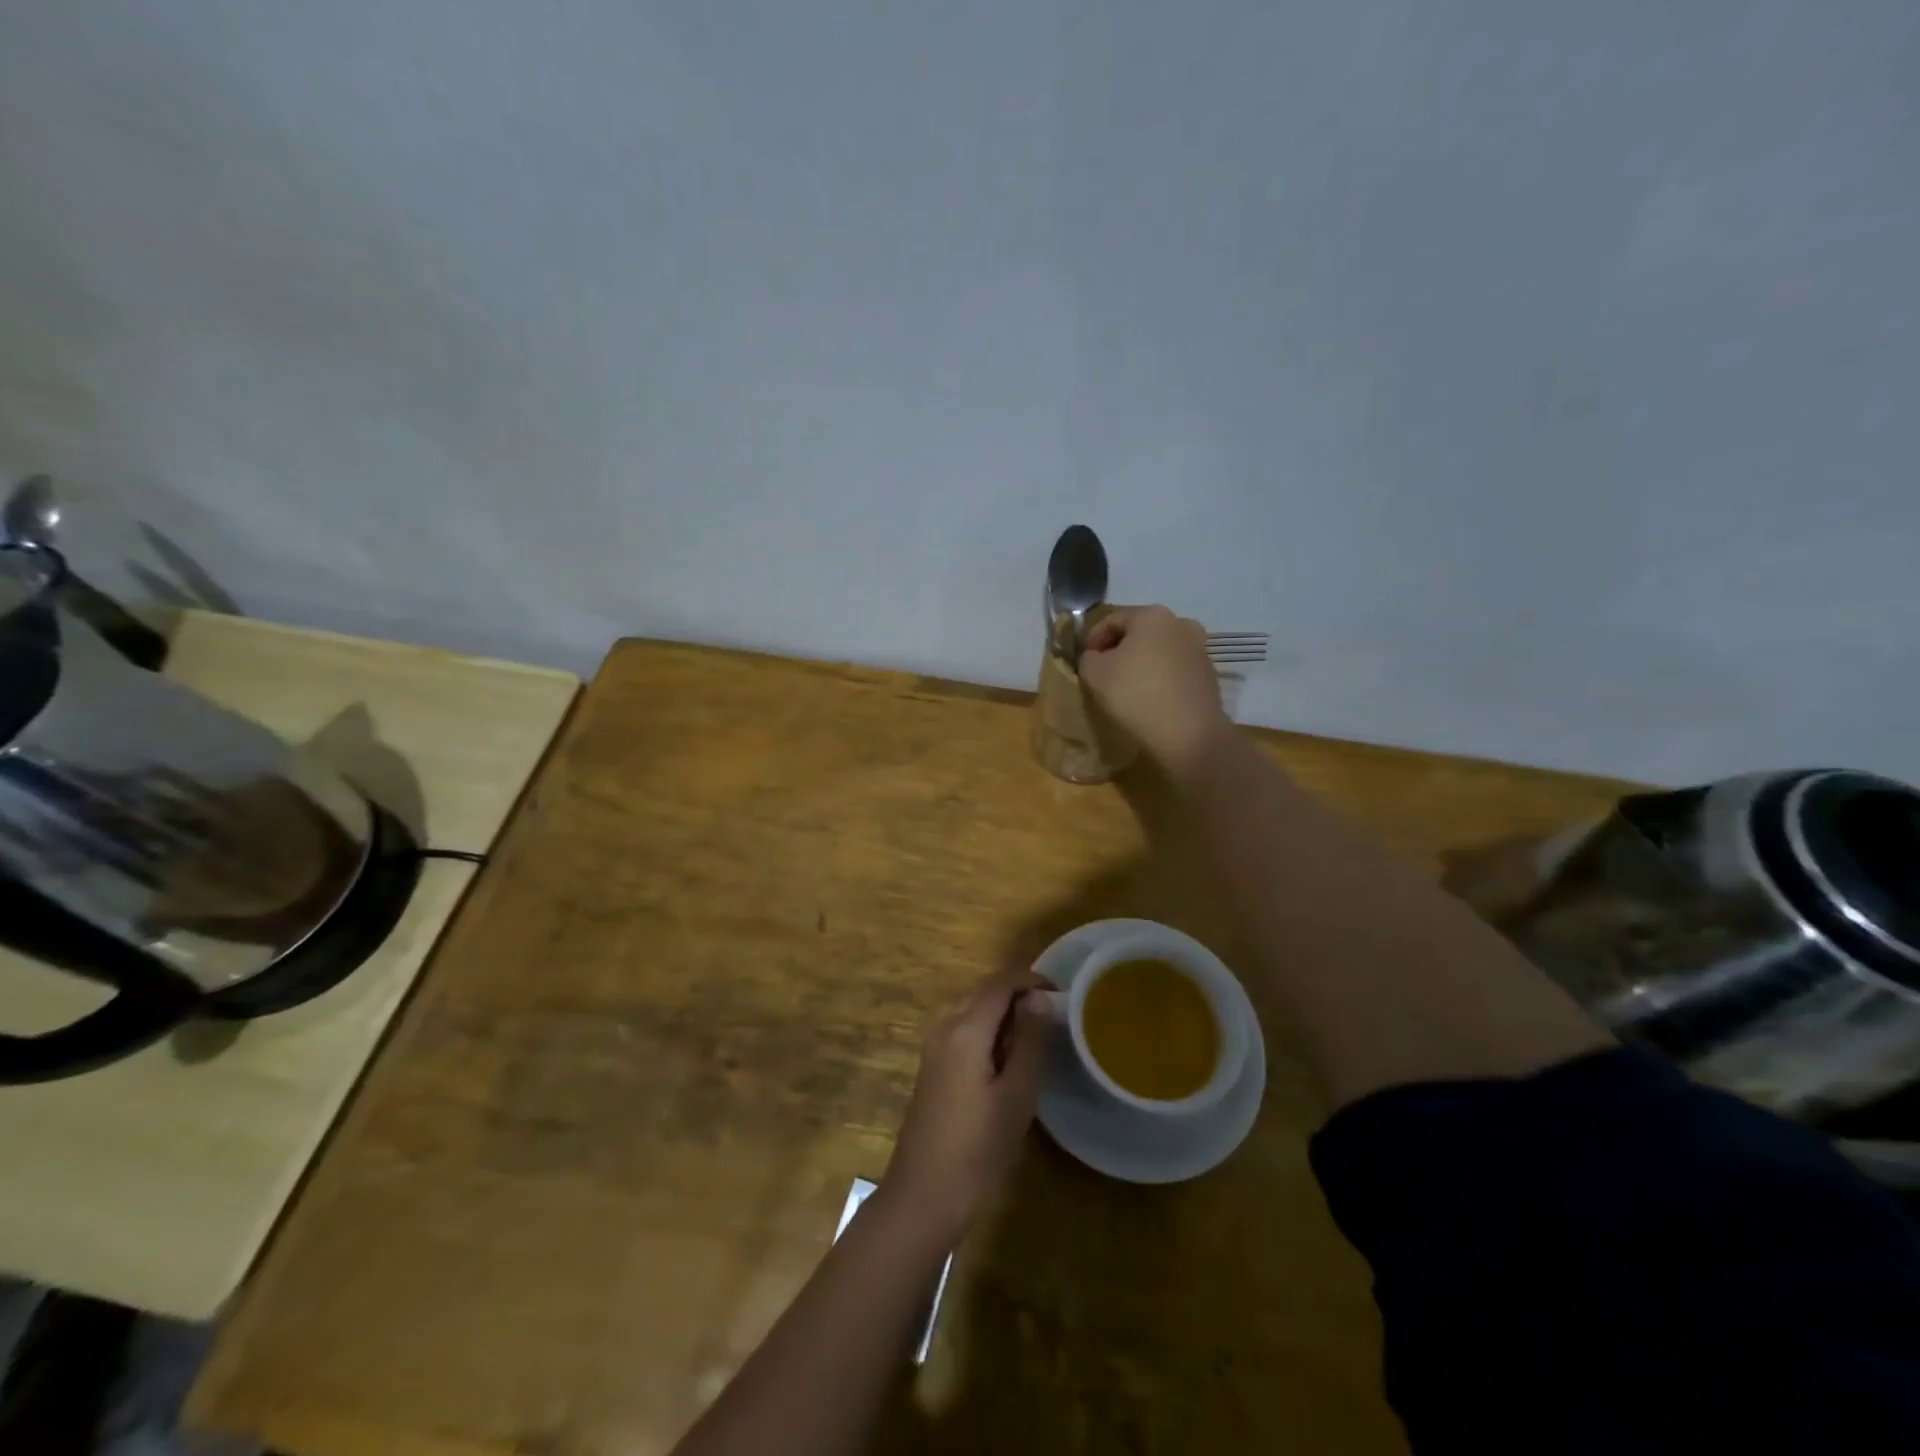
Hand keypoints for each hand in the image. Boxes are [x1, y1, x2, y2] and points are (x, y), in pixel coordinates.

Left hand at [882, 969, 1051, 1240]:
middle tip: (1054, 1014)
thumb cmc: (977, 1148)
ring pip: (972, 1011)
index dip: (1030, 979)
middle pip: (983, 992)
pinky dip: (989, 1031)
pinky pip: (963, 1031)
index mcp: (965, 1030)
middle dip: (1018, 993)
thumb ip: (1030, 1042)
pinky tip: (1009, 1058)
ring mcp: (934, 1048)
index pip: (999, 983)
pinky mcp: (933, 1068)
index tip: (1062, 992)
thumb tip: (1040, 998)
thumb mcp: (1016, 1095)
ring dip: (1004, 1012)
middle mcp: (945, 1028)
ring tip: (1038, 1035)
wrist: (923, 1196)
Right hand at [1079, 605, 1230, 771]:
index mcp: (1152, 615)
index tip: (1084, 661)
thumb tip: (1097, 656)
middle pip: (1139, 632)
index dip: (1092, 638)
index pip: (1112, 619)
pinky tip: (1150, 698)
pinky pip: (1174, 669)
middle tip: (1103, 673)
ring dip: (1141, 663)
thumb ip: (1088, 657)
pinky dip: (1159, 677)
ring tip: (1127, 687)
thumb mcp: (1094, 673)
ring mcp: (1199, 648)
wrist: (1188, 734)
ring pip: (1159, 650)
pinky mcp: (1208, 674)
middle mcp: (1180, 623)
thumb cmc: (1136, 694)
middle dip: (1119, 649)